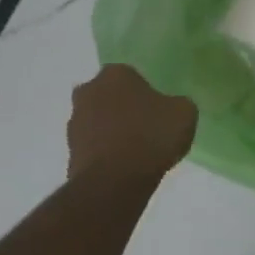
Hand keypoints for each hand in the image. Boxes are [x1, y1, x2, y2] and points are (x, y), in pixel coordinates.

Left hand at [68, 65, 196, 180]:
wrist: (115, 180)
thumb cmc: (152, 136)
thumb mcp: (185, 113)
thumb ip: (177, 104)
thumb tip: (171, 108)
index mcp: (115, 74)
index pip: (132, 76)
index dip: (147, 93)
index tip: (159, 111)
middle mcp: (89, 91)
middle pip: (110, 96)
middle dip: (124, 109)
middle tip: (147, 128)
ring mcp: (75, 122)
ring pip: (99, 121)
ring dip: (113, 131)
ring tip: (137, 152)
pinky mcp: (70, 151)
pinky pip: (94, 146)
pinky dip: (106, 153)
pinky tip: (124, 167)